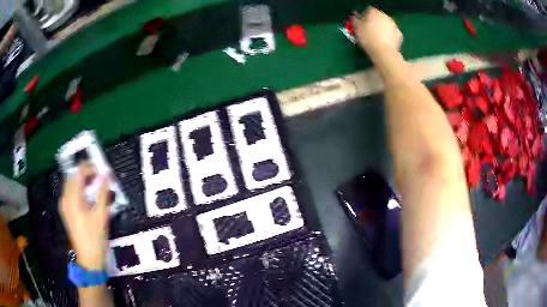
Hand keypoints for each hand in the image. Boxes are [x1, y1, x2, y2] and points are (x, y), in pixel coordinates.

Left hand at [59, 163, 109, 269]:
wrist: (88, 258)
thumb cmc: (95, 237)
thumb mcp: (101, 215)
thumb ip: (102, 193)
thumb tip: (106, 175)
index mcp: (73, 198)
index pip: (79, 172)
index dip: (90, 167)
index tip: (101, 171)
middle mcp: (65, 198)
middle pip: (73, 176)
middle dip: (86, 174)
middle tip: (99, 179)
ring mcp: (64, 205)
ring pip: (71, 184)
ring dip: (82, 182)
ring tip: (95, 188)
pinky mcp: (66, 211)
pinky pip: (71, 193)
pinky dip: (79, 190)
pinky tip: (88, 198)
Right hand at [352, 7, 402, 62]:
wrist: (383, 52)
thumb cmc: (368, 38)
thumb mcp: (356, 28)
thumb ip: (355, 20)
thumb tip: (354, 17)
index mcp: (374, 12)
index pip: (368, 10)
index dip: (364, 17)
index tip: (361, 24)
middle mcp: (385, 16)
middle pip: (378, 17)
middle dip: (374, 22)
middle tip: (369, 31)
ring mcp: (394, 25)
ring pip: (386, 24)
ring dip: (382, 28)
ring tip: (377, 38)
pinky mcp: (399, 34)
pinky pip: (392, 33)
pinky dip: (389, 36)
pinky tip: (385, 42)